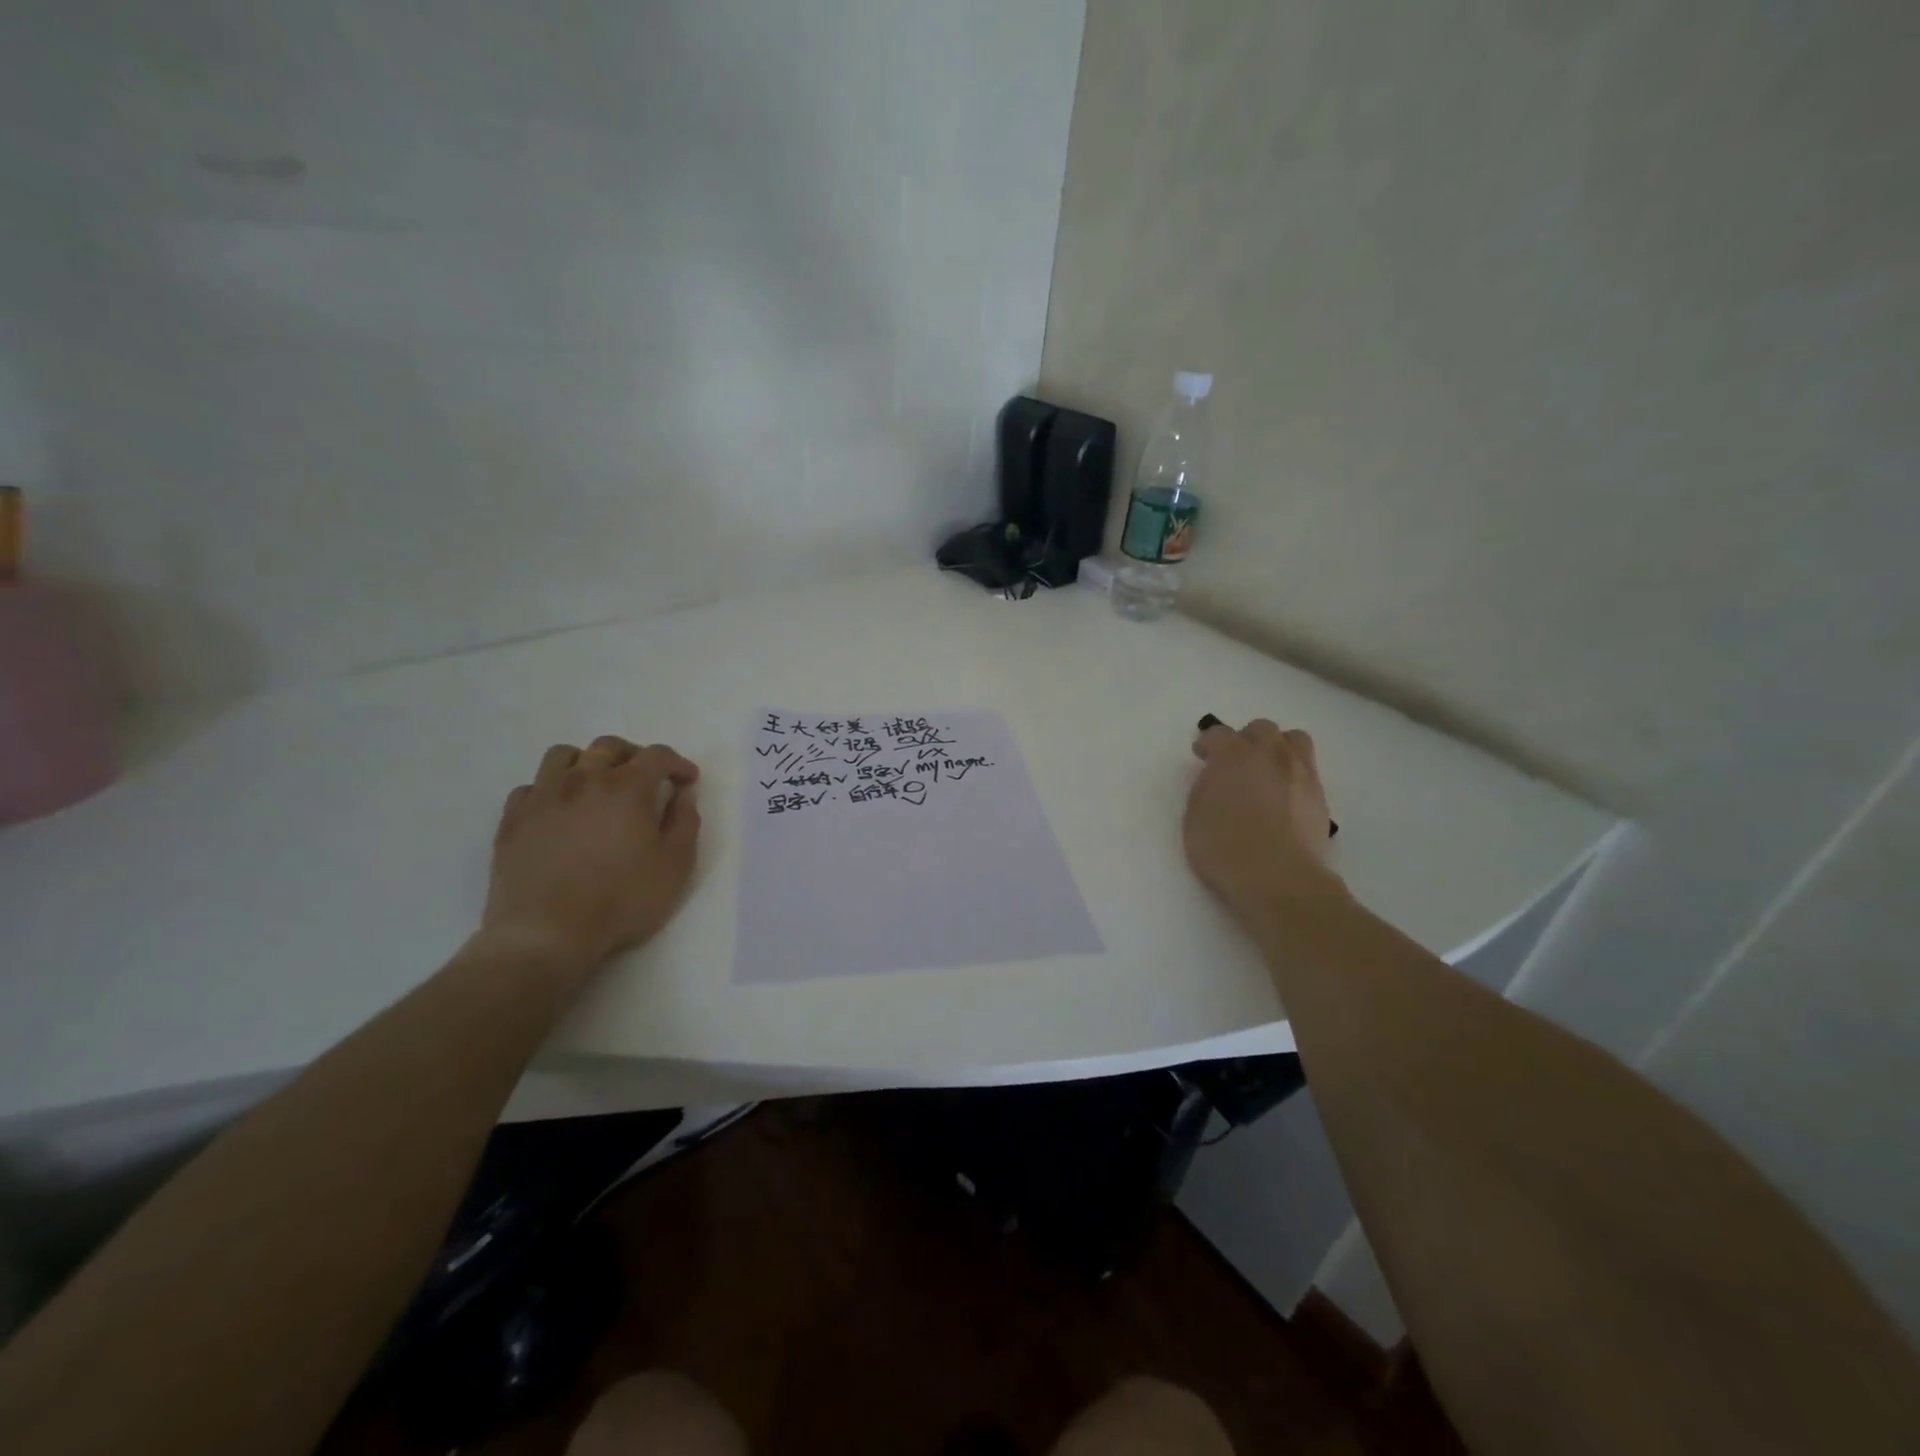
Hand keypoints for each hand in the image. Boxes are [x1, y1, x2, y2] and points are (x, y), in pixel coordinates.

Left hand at [482, 735, 701, 976]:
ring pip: (564, 755)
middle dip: (634, 756)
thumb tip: (683, 794)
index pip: (657, 755)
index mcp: (627, 788)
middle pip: (609, 746)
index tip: (687, 780)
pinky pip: (532, 786)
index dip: (678, 763)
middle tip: (646, 779)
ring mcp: (542, 797)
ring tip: (598, 785)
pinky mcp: (513, 819)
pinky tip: (561, 811)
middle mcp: (583, 780)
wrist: (546, 934)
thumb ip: (685, 822)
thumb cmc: (621, 901)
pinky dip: (552, 789)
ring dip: (587, 762)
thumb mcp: (675, 866)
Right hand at [1184, 719, 1348, 925]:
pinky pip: (1307, 767)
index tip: (1202, 755)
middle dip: (1245, 739)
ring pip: (1293, 740)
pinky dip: (1293, 772)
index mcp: (1233, 756)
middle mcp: (1269, 755)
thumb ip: (1205, 789)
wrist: (1279, 879)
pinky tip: (1284, 795)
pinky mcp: (1319, 795)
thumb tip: (1216, 779)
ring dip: (1277, 747)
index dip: (1208, 743)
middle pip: (1261, 729)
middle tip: (1235, 762)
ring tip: (1267, 770)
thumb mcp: (1194, 818)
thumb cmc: (1225, 850)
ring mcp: (1299, 772)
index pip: (1218, 734)